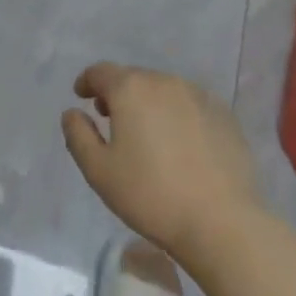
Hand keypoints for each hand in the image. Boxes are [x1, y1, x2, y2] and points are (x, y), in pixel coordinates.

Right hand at [61, 62, 260, 260]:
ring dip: (149, 103)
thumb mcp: (100, 172)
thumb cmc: (152, 196)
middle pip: (133, 78)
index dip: (87, 81)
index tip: (82, 95)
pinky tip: (181, 143)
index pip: (100, 72)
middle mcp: (163, 81)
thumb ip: (78, 136)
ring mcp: (197, 94)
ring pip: (163, 90)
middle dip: (119, 94)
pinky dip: (178, 115)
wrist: (222, 222)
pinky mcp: (223, 114)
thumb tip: (72, 112)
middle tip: (112, 119)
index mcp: (130, 88)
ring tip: (148, 133)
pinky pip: (190, 105)